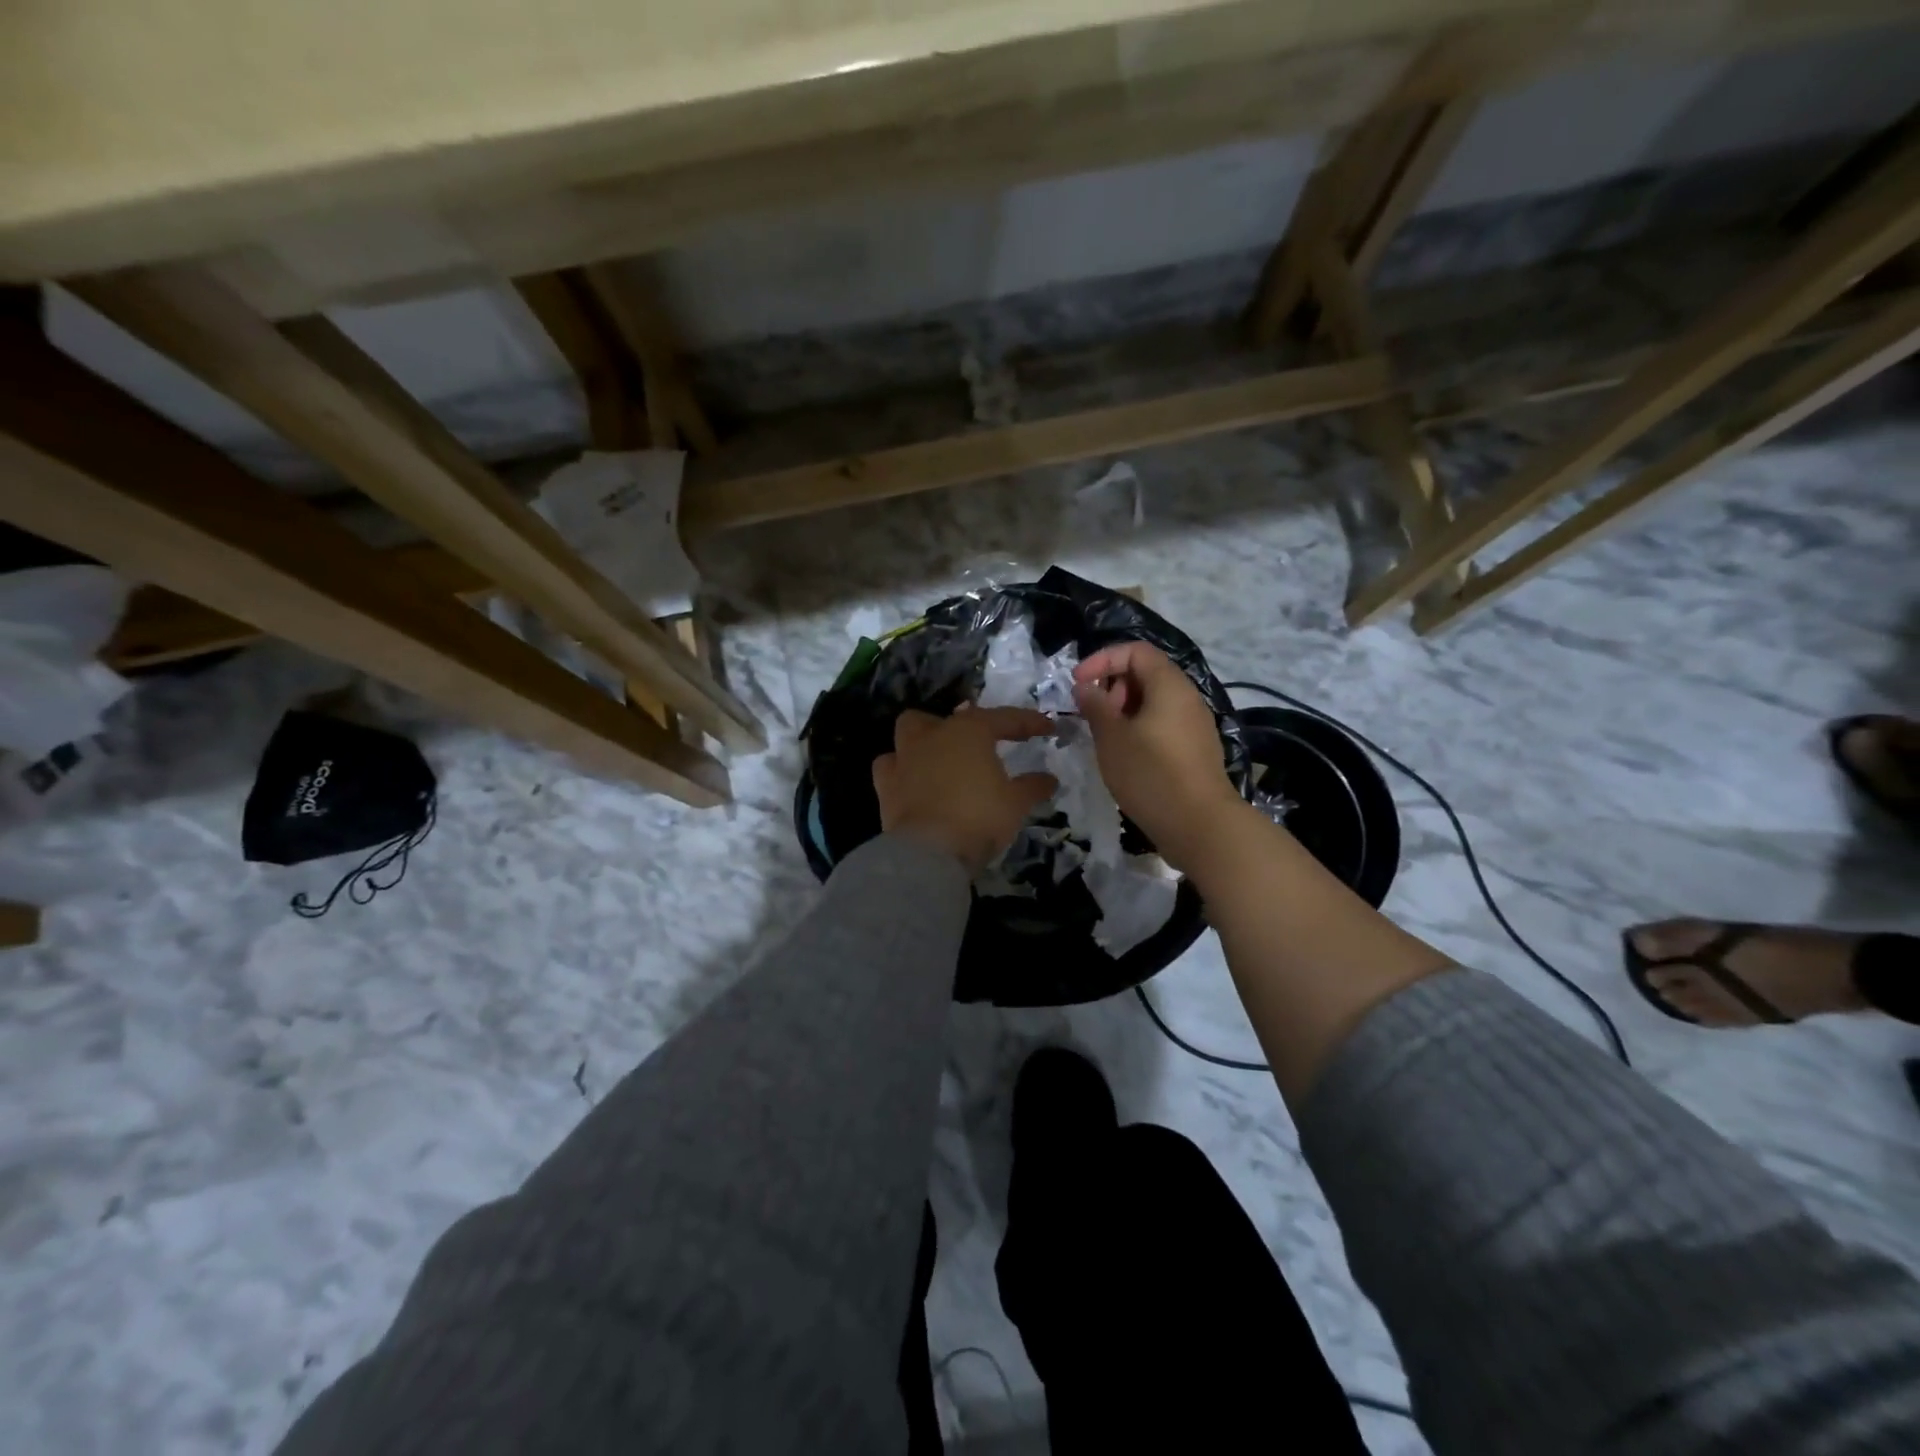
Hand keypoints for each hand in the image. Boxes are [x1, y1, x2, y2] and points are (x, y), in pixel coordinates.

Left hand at [873, 706, 1057, 872]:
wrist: (929, 852)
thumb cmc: (979, 817)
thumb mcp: (1016, 803)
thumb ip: (1032, 787)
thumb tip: (1049, 780)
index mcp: (969, 731)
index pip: (1004, 718)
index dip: (1029, 723)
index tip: (1048, 729)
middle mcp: (933, 735)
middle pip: (949, 717)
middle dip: (966, 725)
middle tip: (983, 745)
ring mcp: (905, 758)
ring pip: (910, 730)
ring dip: (926, 738)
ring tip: (943, 757)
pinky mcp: (885, 785)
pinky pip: (890, 765)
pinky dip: (902, 769)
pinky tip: (913, 780)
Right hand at [1073, 641, 1241, 869]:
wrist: (1200, 826)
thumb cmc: (1151, 774)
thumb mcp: (1113, 738)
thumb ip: (1096, 706)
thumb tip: (1086, 686)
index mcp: (1169, 686)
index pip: (1135, 651)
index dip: (1102, 660)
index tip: (1078, 684)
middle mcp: (1186, 698)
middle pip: (1146, 673)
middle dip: (1112, 686)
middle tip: (1093, 714)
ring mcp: (1194, 725)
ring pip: (1153, 701)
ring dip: (1123, 710)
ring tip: (1104, 737)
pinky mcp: (1194, 750)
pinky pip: (1162, 724)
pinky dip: (1138, 728)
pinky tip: (1124, 756)